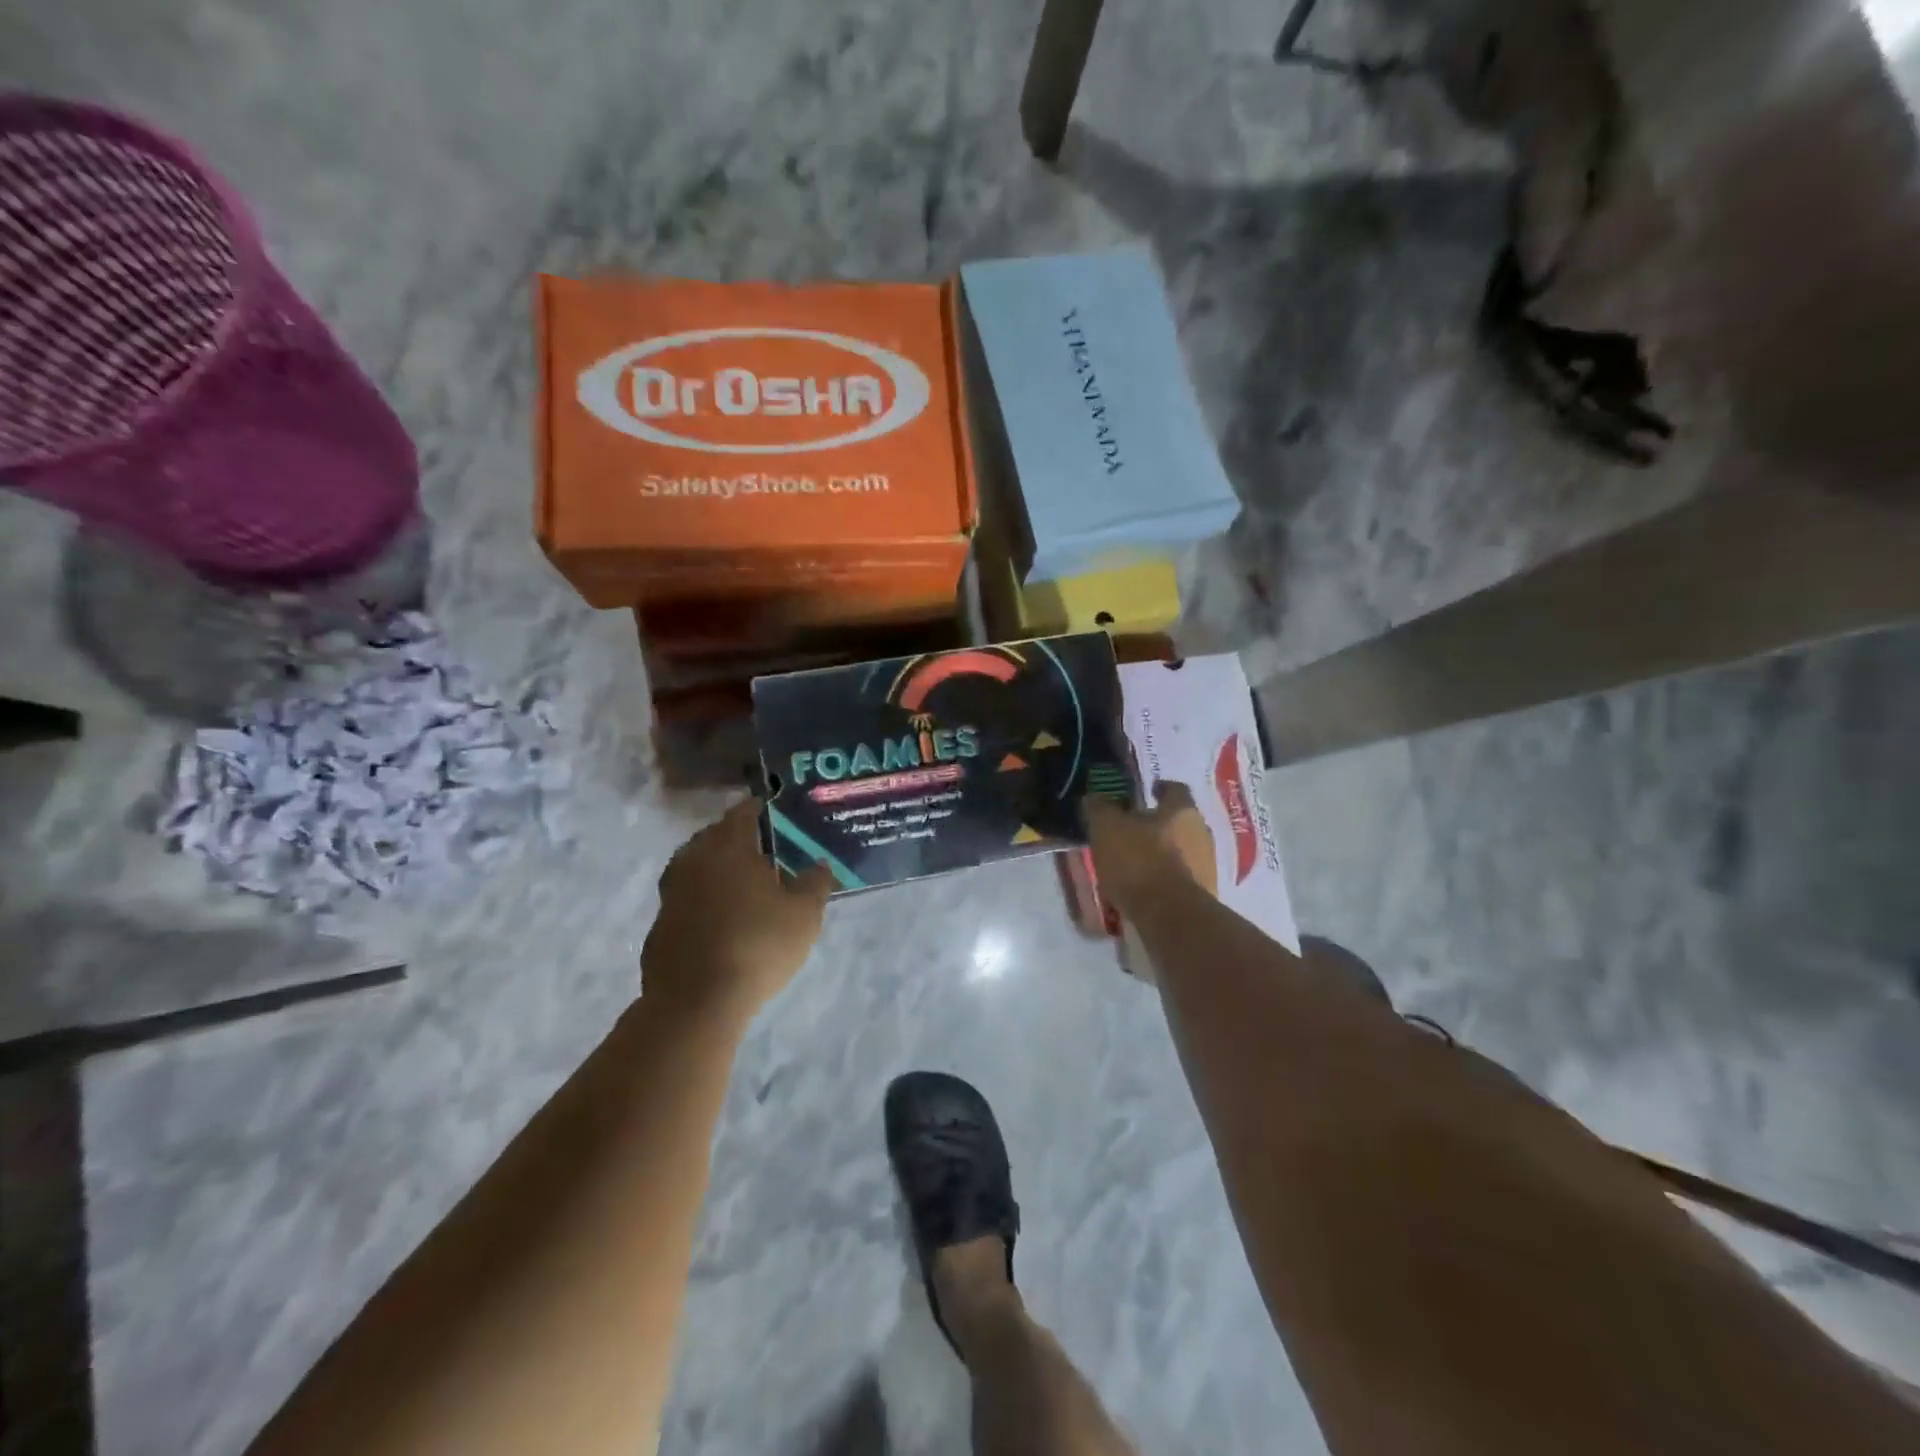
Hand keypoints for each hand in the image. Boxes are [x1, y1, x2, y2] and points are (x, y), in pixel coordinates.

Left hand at [642, 799, 833, 1022]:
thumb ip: (815, 883)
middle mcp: (693, 863)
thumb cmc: (758, 946)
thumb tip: (819, 864)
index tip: (766, 807)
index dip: (755, 808)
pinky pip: (683, 902)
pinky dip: (698, 901)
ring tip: (736, 882)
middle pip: (711, 838)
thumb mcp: (804, 915)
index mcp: (728, 849)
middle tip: (756, 846)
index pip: (741, 815)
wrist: (696, 1001)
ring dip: (712, 869)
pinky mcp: (658, 928)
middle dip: (731, 837)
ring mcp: (670, 896)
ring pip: (692, 868)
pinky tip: (715, 920)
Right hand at [1083, 781, 1215, 914]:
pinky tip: (1146, 885)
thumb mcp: (1107, 828)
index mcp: (1182, 810)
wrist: (1169, 915)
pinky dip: (1166, 877)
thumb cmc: (1138, 861)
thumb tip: (1094, 796)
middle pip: (1180, 820)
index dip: (1160, 788)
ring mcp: (1207, 864)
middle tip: (1134, 829)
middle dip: (1159, 823)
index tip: (1147, 791)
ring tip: (1136, 861)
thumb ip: (1100, 808)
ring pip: (1183, 849)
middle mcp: (1201, 832)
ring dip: (1164, 851)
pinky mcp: (1204, 893)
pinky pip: (1182, 877)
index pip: (1175, 788)